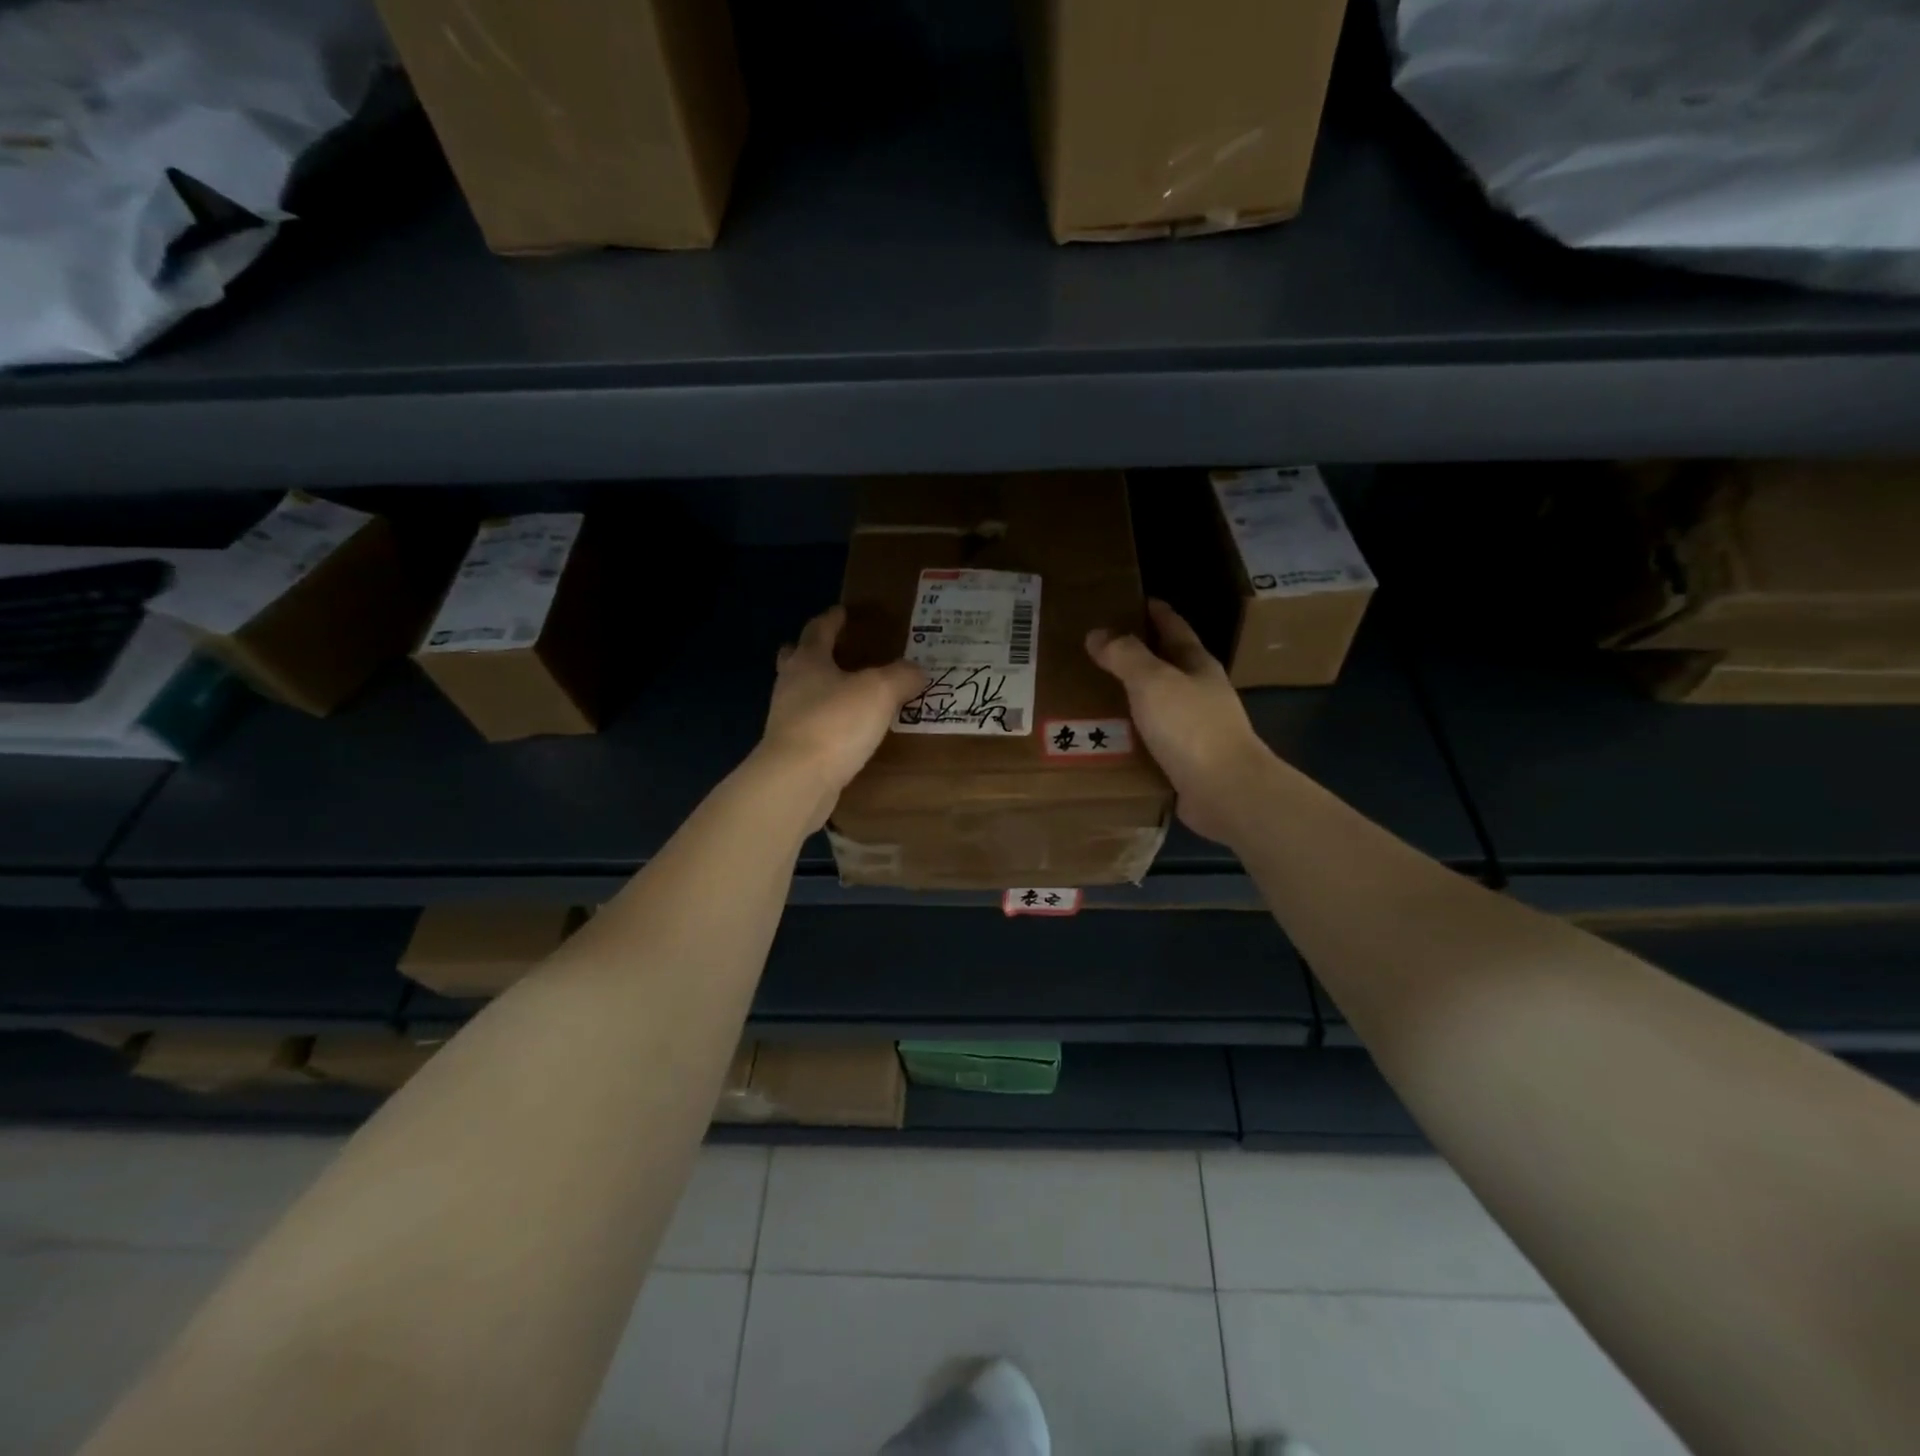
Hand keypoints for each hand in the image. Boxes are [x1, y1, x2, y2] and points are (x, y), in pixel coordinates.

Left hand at [761, 606, 923, 827]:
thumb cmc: (835, 723)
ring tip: (848, 695)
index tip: (842, 612)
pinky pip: (811, 726)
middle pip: (796, 660)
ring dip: (820, 690)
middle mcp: (791, 685)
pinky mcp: (791, 751)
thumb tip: (917, 670)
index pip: (818, 630)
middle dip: (812, 652)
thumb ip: (901, 676)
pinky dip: (826, 722)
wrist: (797, 780)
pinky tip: (845, 732)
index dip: (832, 619)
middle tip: (833, 651)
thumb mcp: (879, 691)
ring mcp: (786, 720)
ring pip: (802, 695)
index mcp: (808, 661)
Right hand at [1086, 599, 1273, 844]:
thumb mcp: (1153, 682)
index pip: (1175, 628)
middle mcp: (1200, 693)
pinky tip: (1108, 737)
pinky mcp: (1187, 761)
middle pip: (1167, 665)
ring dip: (1132, 697)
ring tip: (1094, 693)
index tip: (1132, 600)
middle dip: (1137, 656)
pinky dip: (1131, 733)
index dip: (1155, 612)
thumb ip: (1125, 656)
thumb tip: (1097, 633)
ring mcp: (1196, 729)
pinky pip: (1152, 739)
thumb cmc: (1191, 726)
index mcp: (1198, 665)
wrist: (1225, 790)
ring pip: (1158, 703)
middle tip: (1098, 649)